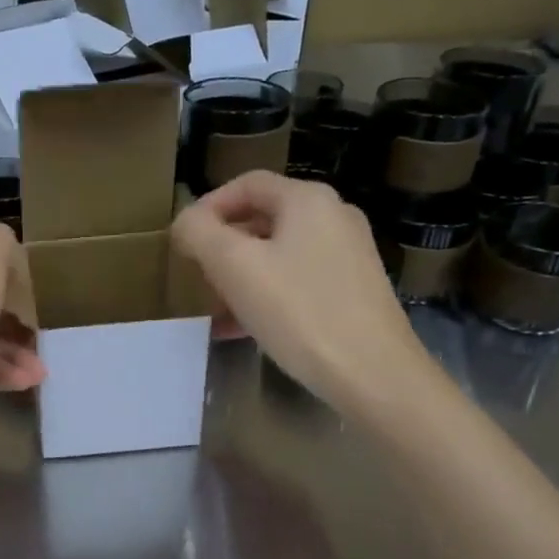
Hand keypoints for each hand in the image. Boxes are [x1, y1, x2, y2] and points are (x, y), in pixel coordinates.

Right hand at [171, 171, 424, 413]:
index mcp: (308, 200)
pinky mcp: (355, 290)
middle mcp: (334, 217)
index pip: (246, 184)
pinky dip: (268, 294)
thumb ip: (200, 233)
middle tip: (199, 277)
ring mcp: (350, 255)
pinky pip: (299, 280)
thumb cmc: (300, 312)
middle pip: (263, 218)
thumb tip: (186, 222)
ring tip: (217, 309)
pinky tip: (244, 329)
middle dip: (223, 246)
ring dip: (242, 275)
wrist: (375, 375)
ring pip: (279, 253)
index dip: (207, 206)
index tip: (184, 241)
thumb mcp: (234, 268)